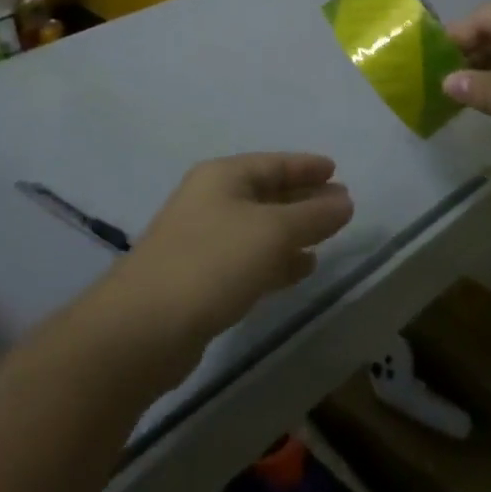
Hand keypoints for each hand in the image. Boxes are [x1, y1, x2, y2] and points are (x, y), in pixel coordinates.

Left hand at [102, 154, 353, 379]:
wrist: (144, 328)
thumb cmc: (212, 262)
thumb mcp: (272, 232)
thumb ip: (313, 215)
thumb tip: (345, 201)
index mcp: (222, 177)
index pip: (273, 163)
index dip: (306, 166)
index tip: (336, 170)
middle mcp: (211, 201)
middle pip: (266, 193)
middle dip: (304, 198)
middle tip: (341, 204)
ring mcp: (203, 241)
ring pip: (259, 228)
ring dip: (293, 231)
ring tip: (329, 237)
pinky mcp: (202, 280)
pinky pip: (250, 259)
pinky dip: (277, 260)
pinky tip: (302, 268)